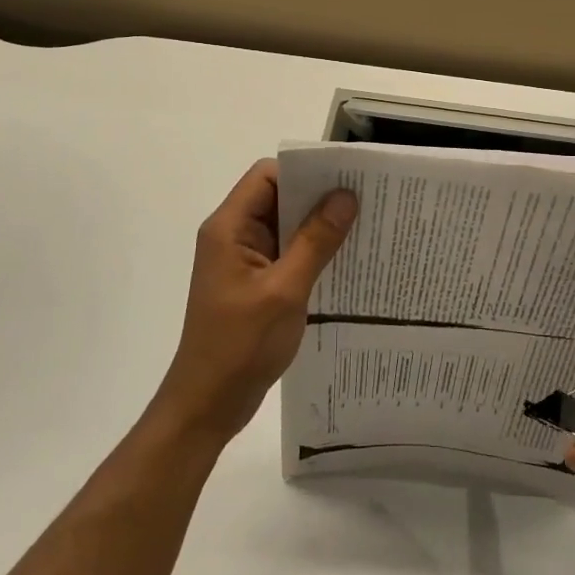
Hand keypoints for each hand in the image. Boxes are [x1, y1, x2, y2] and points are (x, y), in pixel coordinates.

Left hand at [152, 160, 356, 445]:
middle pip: (277, 198)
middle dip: (318, 197)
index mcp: (229, 228)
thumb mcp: (285, 290)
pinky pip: (286, 254)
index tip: (345, 178)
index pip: (267, 176)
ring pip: (285, 227)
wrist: (208, 403)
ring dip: (318, 227)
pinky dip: (312, 252)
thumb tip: (345, 195)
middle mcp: (233, 236)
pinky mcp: (254, 283)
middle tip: (366, 200)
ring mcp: (243, 261)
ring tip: (364, 226)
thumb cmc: (240, 345)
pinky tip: (344, 260)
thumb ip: (316, 241)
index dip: (304, 171)